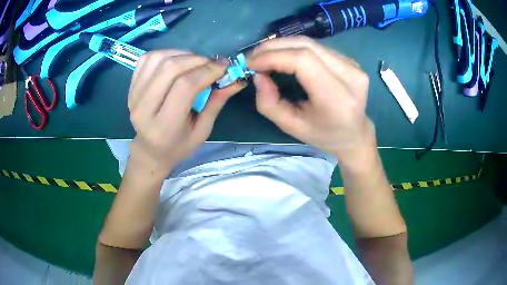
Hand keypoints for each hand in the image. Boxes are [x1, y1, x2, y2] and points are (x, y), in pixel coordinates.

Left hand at [128, 50, 243, 175]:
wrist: (150, 150)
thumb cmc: (178, 145)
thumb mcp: (202, 130)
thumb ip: (217, 102)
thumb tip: (236, 79)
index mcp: (164, 126)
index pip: (185, 87)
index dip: (207, 71)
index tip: (224, 66)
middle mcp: (143, 109)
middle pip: (170, 68)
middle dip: (196, 59)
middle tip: (211, 63)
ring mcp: (133, 95)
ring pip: (158, 59)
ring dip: (182, 54)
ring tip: (194, 62)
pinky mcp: (130, 86)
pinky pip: (148, 58)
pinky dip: (166, 53)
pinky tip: (177, 61)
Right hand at [247, 37, 375, 160]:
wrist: (354, 133)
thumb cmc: (323, 135)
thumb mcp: (291, 127)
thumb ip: (269, 103)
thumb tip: (258, 75)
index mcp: (337, 98)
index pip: (303, 61)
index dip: (273, 56)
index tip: (251, 63)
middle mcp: (350, 76)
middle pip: (306, 46)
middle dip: (274, 47)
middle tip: (253, 56)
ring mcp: (353, 65)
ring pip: (311, 43)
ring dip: (283, 45)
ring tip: (264, 55)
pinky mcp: (350, 60)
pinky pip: (317, 47)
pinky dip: (295, 48)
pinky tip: (284, 56)